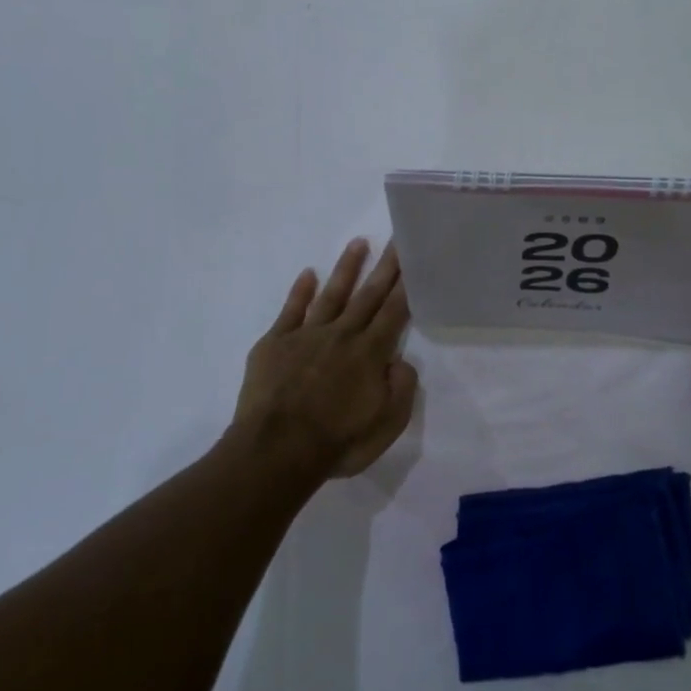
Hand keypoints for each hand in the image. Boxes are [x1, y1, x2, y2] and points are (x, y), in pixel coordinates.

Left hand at [227, 239, 416, 481]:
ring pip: (332, 294)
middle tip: (396, 237)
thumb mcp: (386, 426)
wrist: (275, 452)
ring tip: (359, 242)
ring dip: (347, 268)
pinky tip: (308, 274)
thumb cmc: (336, 443)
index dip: (406, 285)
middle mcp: (342, 335)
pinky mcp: (275, 344)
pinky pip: (291, 310)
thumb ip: (401, 389)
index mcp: (370, 353)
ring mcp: (306, 335)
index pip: (394, 311)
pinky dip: (300, 291)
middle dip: (385, 266)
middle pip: (368, 294)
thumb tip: (401, 361)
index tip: (414, 258)